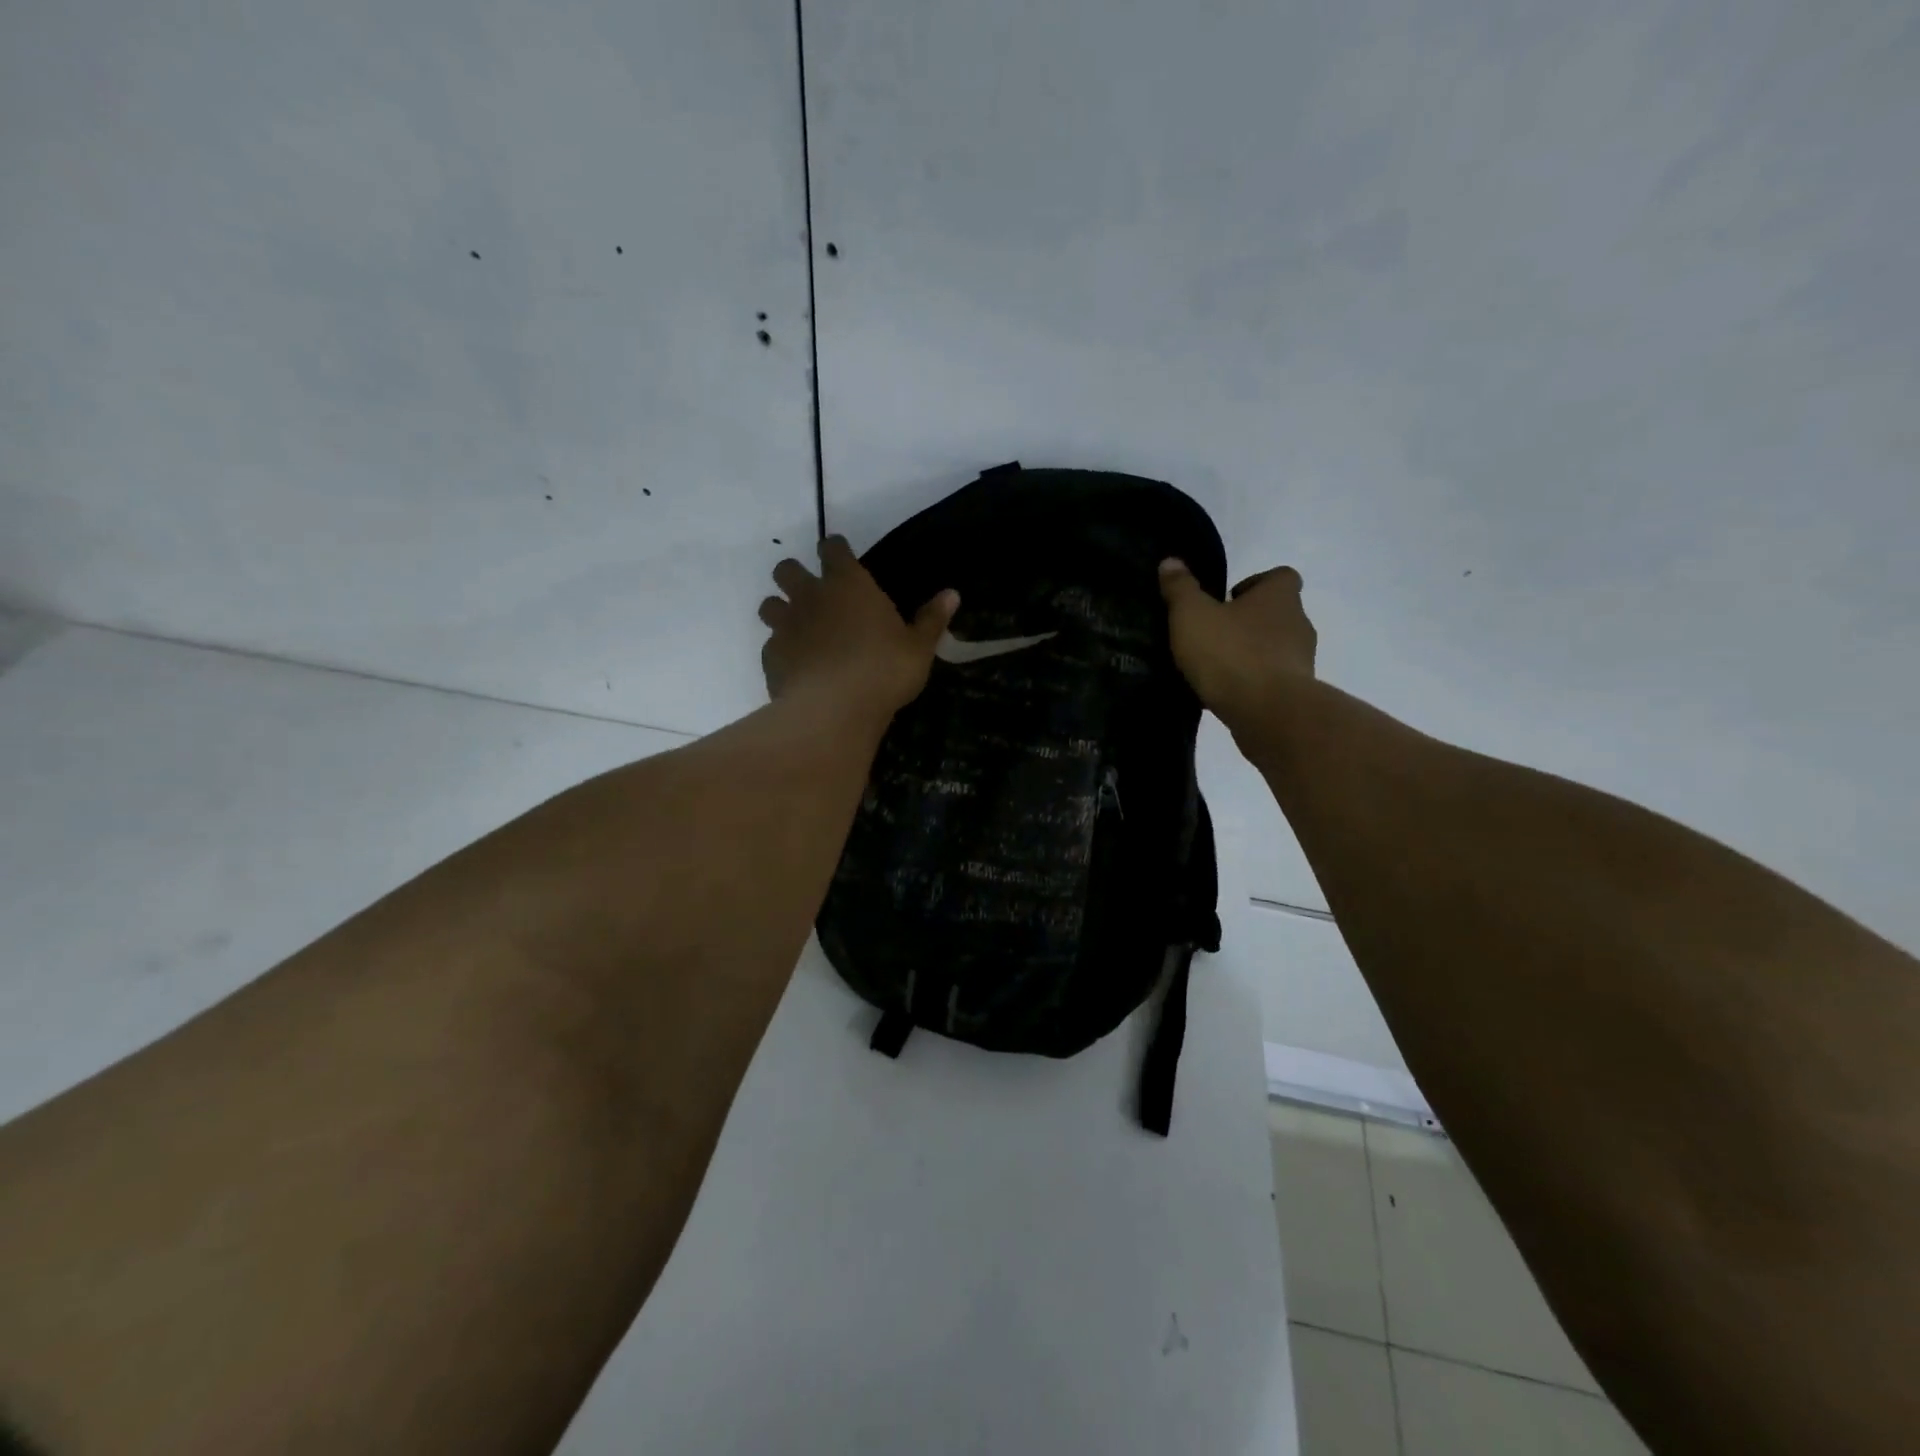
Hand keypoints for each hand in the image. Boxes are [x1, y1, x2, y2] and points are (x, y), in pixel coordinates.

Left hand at [759, 537, 958, 719]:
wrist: (833, 710)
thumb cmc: (884, 671)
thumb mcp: (918, 648)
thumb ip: (932, 619)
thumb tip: (953, 594)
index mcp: (848, 584)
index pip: (832, 548)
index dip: (835, 549)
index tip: (839, 555)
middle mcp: (810, 596)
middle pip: (787, 569)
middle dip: (795, 576)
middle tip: (812, 594)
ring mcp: (786, 626)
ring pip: (769, 605)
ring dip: (780, 611)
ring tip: (798, 629)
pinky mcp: (771, 657)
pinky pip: (770, 645)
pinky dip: (780, 651)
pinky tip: (796, 668)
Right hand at [1159, 559, 1317, 723]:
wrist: (1268, 712)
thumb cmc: (1230, 653)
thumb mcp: (1192, 615)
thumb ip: (1181, 588)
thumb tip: (1171, 561)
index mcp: (1279, 597)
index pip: (1280, 577)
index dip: (1256, 584)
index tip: (1228, 599)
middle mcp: (1298, 623)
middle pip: (1277, 613)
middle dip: (1249, 622)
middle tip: (1214, 634)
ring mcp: (1302, 661)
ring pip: (1276, 648)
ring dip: (1251, 653)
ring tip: (1216, 667)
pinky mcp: (1296, 693)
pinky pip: (1272, 680)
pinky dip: (1253, 682)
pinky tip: (1225, 693)